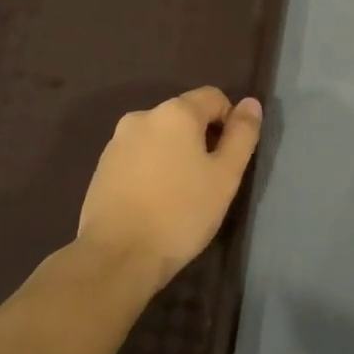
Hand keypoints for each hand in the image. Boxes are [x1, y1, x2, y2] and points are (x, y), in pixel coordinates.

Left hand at [75, 87, 262, 294]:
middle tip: (208, 181)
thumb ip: (242, 135)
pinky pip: (138, 156)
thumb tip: (251, 103)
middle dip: (201, 140)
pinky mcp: (102, 166)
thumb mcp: (225, 176)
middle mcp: (142, 116)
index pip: (213, 97)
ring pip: (160, 137)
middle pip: (184, 116)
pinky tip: (155, 201)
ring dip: (175, 155)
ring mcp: (117, 141)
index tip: (230, 159)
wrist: (117, 255)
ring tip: (181, 194)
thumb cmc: (181, 213)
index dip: (229, 122)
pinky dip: (152, 169)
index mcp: (175, 112)